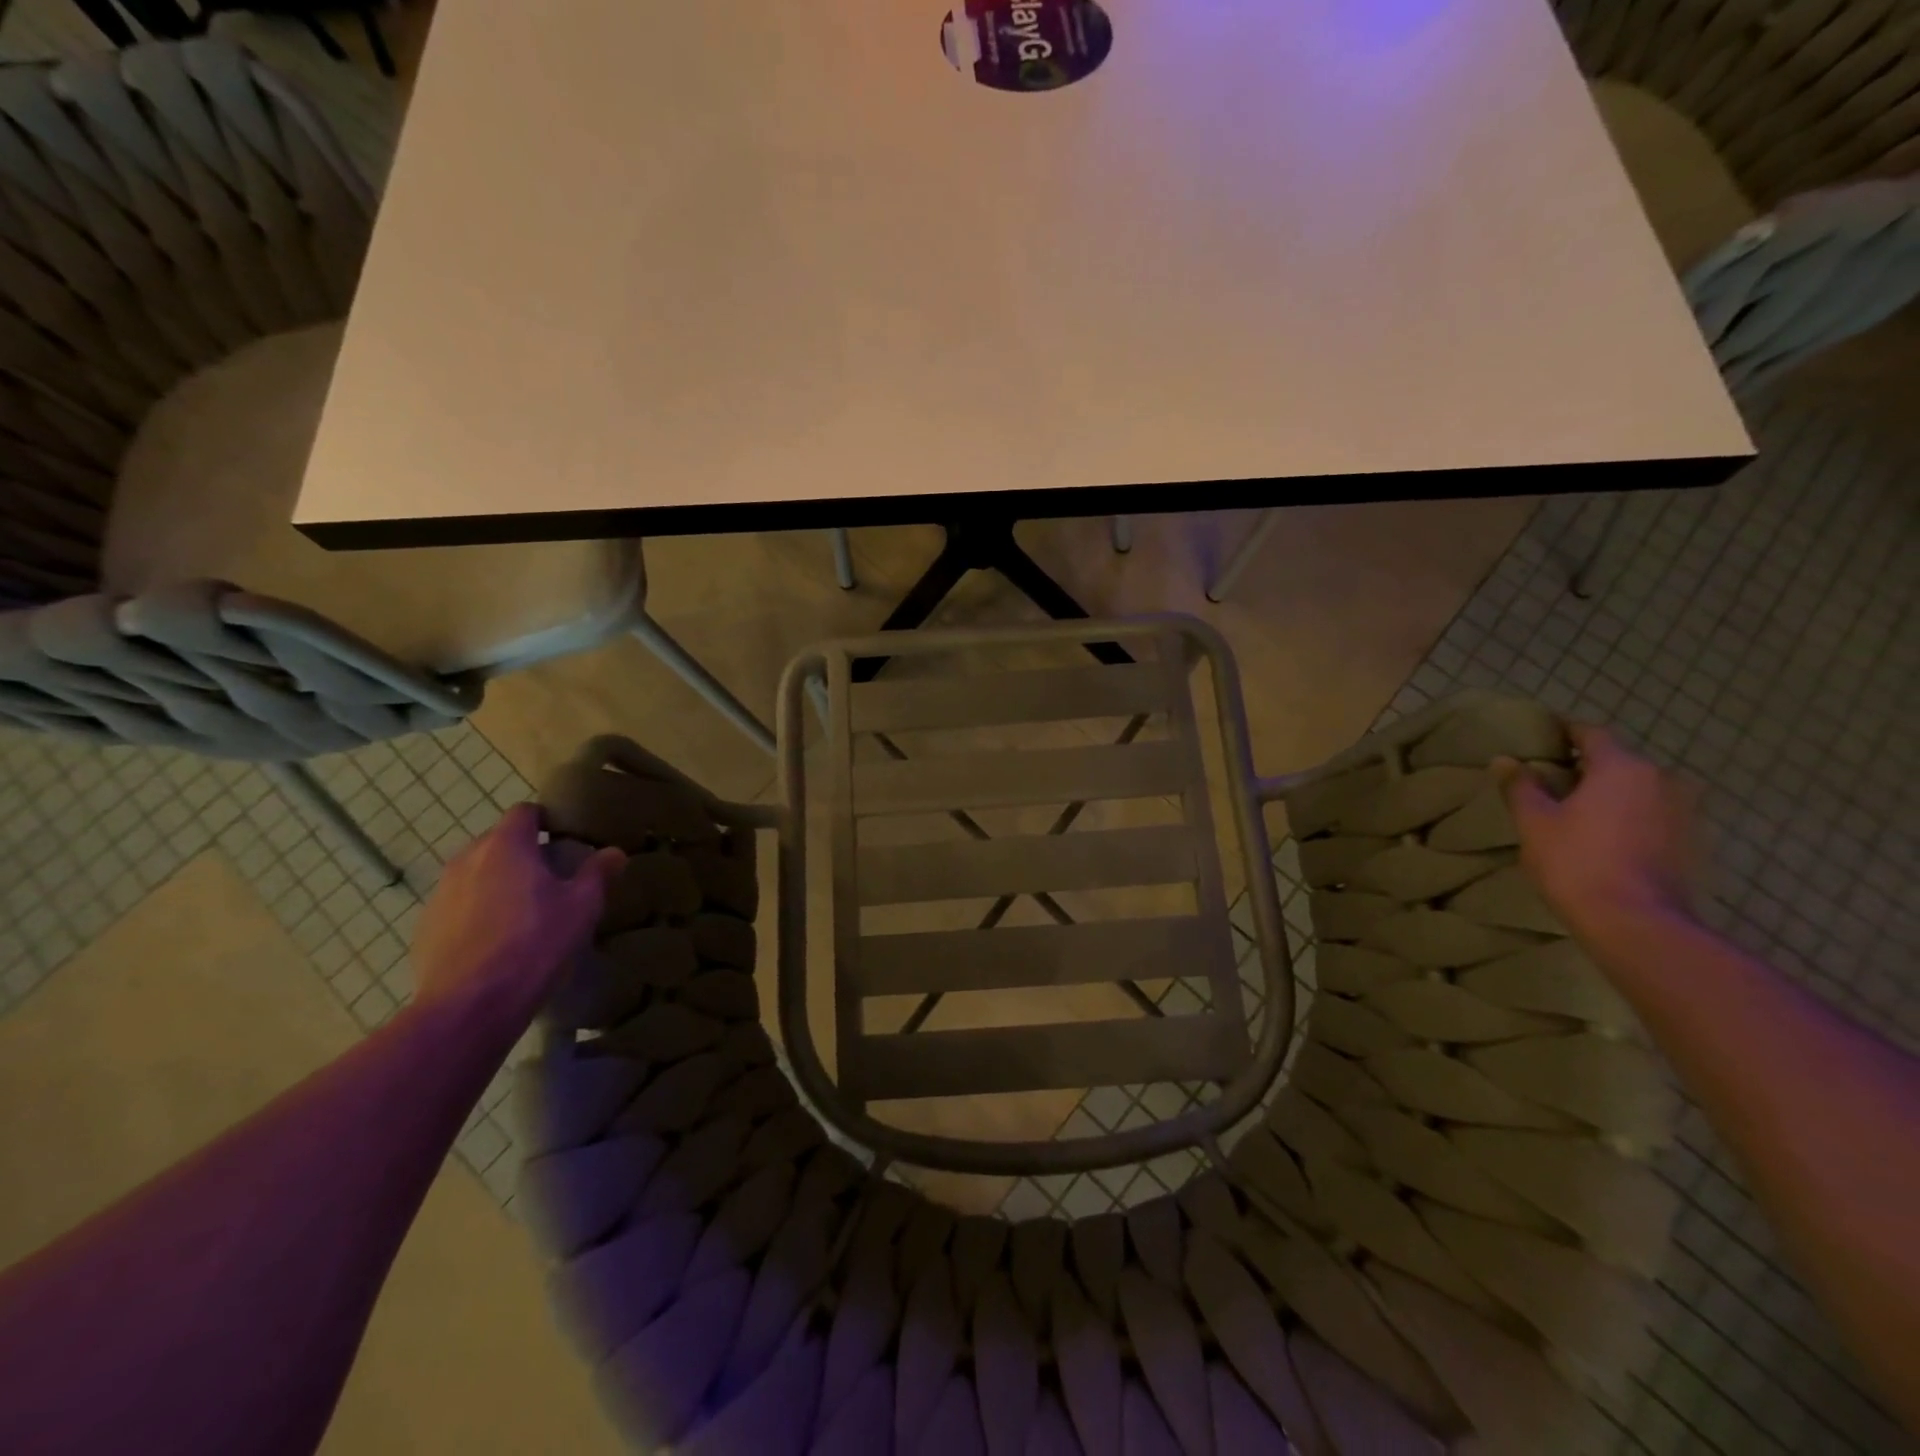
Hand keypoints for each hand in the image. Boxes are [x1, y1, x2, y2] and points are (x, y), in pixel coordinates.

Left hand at [409, 804, 624, 1029]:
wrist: (470, 1005)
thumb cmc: (534, 943)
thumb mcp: (581, 907)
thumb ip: (597, 873)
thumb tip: (614, 853)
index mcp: (506, 846)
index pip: (524, 813)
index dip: (546, 820)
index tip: (565, 839)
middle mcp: (467, 860)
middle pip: (498, 842)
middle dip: (523, 853)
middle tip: (551, 879)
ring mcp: (440, 893)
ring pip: (476, 874)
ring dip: (498, 883)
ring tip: (524, 913)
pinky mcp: (425, 927)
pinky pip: (459, 905)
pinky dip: (477, 912)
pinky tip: (497, 942)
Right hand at [1496, 726, 1699, 942]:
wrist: (1637, 923)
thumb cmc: (1577, 862)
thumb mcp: (1534, 822)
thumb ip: (1521, 786)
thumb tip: (1505, 760)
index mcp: (1622, 767)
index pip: (1591, 734)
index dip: (1564, 732)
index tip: (1543, 736)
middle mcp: (1661, 779)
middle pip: (1618, 760)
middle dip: (1586, 766)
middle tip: (1551, 778)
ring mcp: (1684, 811)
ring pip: (1637, 788)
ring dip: (1609, 792)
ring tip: (1576, 809)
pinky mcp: (1692, 840)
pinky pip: (1652, 813)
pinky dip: (1628, 815)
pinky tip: (1603, 835)